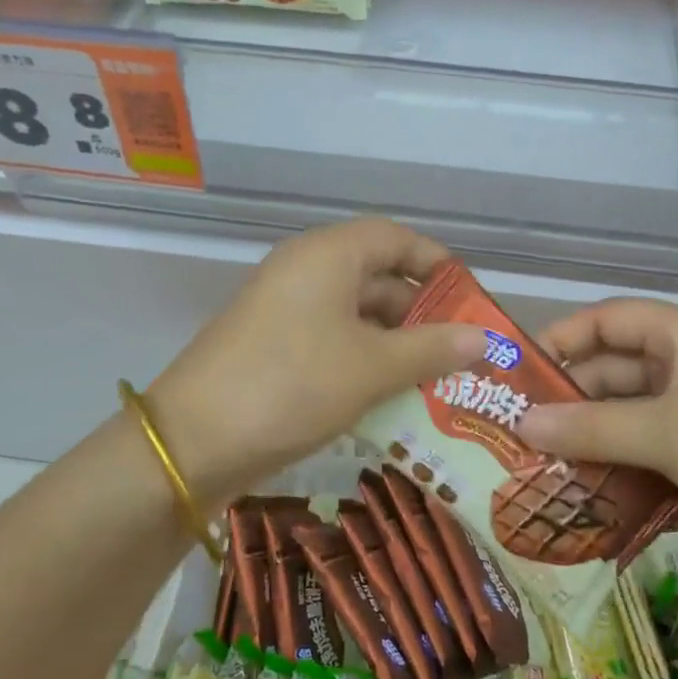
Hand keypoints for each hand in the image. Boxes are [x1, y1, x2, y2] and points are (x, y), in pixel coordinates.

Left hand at [147, 219, 484, 500]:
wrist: (194, 441)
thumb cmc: (293, 385)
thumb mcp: (372, 368)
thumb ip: (431, 349)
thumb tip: (483, 338)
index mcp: (328, 256)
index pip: (394, 237)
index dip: (435, 262)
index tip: (469, 297)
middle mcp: (305, 271)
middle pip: (377, 276)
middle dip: (421, 313)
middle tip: (461, 351)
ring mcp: (285, 309)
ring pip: (355, 314)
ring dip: (396, 343)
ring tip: (436, 380)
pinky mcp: (273, 345)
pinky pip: (332, 340)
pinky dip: (365, 360)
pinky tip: (391, 395)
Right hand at [515, 299, 677, 573]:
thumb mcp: (665, 434)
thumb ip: (590, 427)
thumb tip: (522, 424)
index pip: (611, 319)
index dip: (564, 338)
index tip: (520, 373)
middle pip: (616, 371)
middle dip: (571, 400)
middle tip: (520, 432)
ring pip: (630, 417)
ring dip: (592, 440)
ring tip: (540, 468)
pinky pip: (650, 452)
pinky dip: (620, 470)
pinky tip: (585, 496)